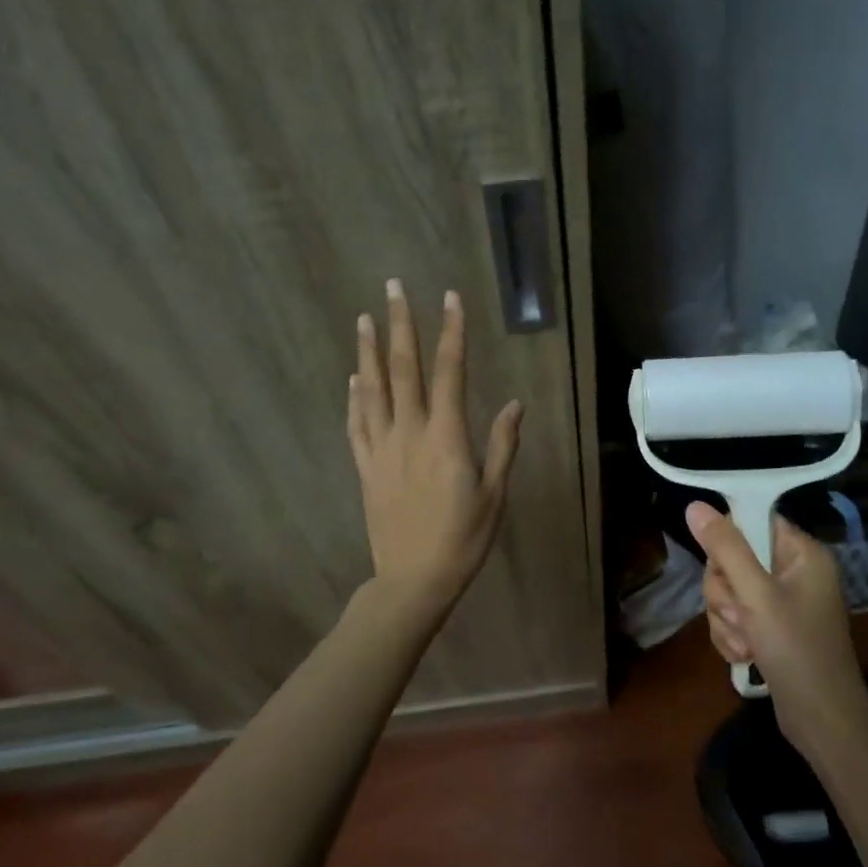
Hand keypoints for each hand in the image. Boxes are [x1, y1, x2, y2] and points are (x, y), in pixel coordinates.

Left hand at [347, 280, 521, 612]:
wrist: (413, 579)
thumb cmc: (464, 538)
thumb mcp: (494, 493)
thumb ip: (502, 445)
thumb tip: (513, 404)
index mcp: (446, 437)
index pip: (449, 372)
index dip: (451, 332)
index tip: (449, 298)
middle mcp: (409, 433)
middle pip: (403, 369)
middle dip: (400, 325)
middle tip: (393, 287)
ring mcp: (382, 449)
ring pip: (372, 390)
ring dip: (368, 351)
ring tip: (365, 318)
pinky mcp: (366, 468)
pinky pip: (356, 424)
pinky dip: (354, 397)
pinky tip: (354, 379)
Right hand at [686, 502, 867, 755]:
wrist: (823, 721)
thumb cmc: (796, 650)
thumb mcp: (756, 596)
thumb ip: (725, 549)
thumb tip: (694, 506)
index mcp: (801, 553)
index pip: (752, 521)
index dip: (729, 543)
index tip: (724, 571)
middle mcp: (793, 571)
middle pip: (733, 558)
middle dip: (726, 593)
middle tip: (742, 615)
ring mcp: (782, 601)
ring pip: (729, 591)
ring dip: (727, 620)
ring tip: (747, 643)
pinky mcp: (771, 627)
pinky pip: (735, 616)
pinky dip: (733, 636)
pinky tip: (746, 656)